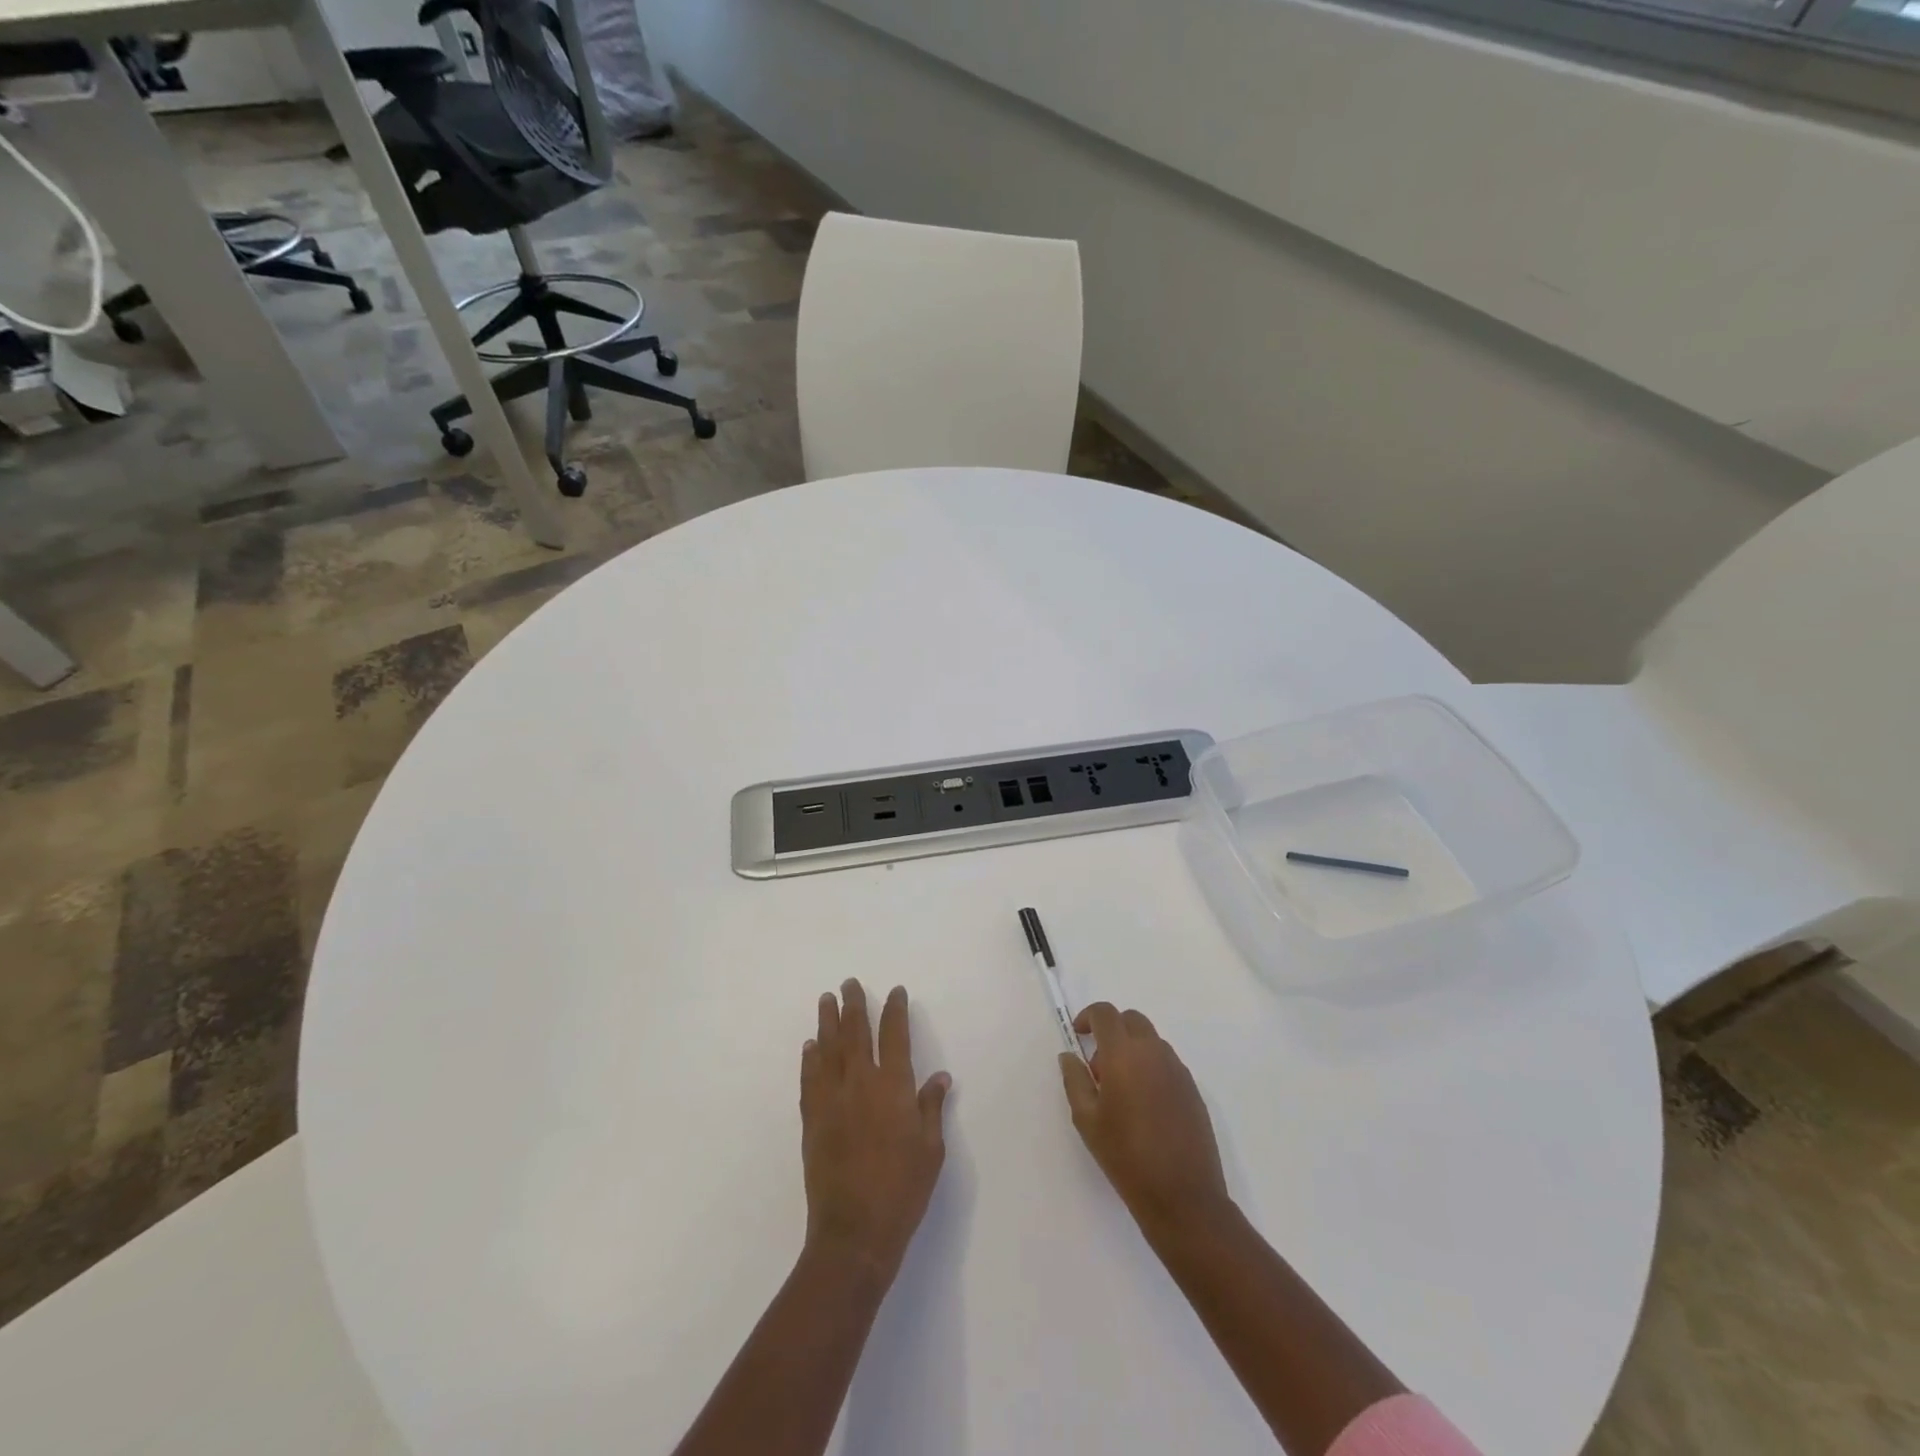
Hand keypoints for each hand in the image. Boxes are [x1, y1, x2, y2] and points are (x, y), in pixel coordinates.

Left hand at [801, 980, 950, 1281]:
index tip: (895, 992)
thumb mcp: (931, 1151)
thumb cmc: (902, 1191)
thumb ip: (931, 1108)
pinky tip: (810, 1046)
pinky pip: (810, 1079)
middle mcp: (861, 1084)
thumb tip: (940, 1077)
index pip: (895, 1036)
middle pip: (856, 1033)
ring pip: (829, 1049)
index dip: (895, 1010)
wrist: (854, 1233)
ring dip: (828, 1022)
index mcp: (894, 1088)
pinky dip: (810, 1059)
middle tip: (849, 983)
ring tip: (826, 1000)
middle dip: (854, 1005)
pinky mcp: (812, 1120)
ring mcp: (832, 1100)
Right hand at [1059, 1002, 1230, 1239]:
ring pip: (1150, 1041)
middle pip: (1131, 1020)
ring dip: (1132, 1049)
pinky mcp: (1193, 1089)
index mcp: (1124, 1054)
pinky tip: (1145, 1106)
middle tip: (1099, 1068)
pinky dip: (1150, 1068)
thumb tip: (1070, 1056)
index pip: (1105, 1014)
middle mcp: (1154, 1052)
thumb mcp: (1087, 1120)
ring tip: (1122, 1092)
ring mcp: (1177, 1069)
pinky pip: (1166, 1062)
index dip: (1088, 1017)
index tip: (1078, 1037)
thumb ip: (1075, 1080)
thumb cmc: (1126, 1156)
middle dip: (1111, 1031)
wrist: (1183, 1196)